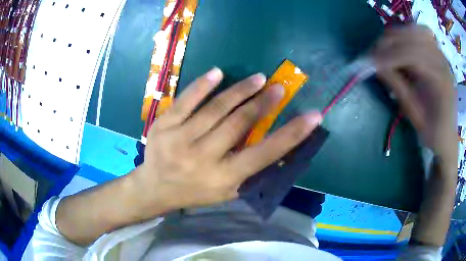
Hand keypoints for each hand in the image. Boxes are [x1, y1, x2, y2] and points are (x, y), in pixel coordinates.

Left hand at [132, 68, 321, 215]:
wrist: (155, 188)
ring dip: (240, 90)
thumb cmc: (195, 192)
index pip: (265, 153)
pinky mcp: (163, 126)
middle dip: (264, 103)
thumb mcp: (227, 191)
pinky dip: (203, 85)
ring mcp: (179, 139)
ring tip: (258, 78)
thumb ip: (250, 171)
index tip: (313, 115)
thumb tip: (279, 148)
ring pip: (215, 108)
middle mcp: (203, 158)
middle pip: (240, 123)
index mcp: (223, 178)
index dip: (293, 133)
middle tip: (279, 87)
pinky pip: (186, 100)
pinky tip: (218, 73)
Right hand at [373, 25, 455, 160]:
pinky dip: (407, 34)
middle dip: (390, 44)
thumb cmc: (433, 133)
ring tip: (385, 50)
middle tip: (373, 56)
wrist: (448, 135)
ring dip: (397, 37)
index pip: (413, 56)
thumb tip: (375, 66)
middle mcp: (443, 62)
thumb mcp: (415, 116)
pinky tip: (400, 45)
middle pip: (413, 38)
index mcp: (442, 82)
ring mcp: (441, 55)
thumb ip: (398, 87)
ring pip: (416, 30)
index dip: (389, 56)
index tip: (369, 63)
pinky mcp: (438, 53)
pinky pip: (420, 32)